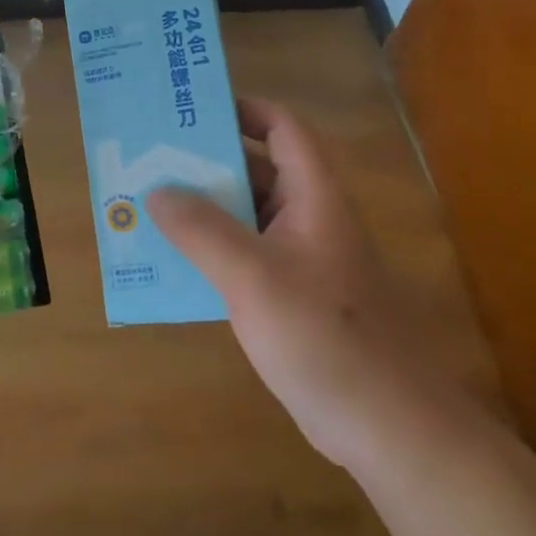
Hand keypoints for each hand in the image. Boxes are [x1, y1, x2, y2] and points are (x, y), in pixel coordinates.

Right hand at [147, 98, 447, 467]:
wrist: (388, 427)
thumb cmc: (325, 336)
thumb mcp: (253, 277)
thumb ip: (202, 229)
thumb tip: (156, 191)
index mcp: (313, 196)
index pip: (282, 128)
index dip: (243, 109)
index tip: (191, 109)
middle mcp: (309, 219)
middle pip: (257, 170)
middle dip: (206, 161)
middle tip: (151, 157)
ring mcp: (301, 261)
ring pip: (246, 217)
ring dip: (202, 209)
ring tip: (147, 203)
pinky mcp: (291, 299)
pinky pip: (244, 258)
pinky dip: (210, 252)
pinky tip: (171, 262)